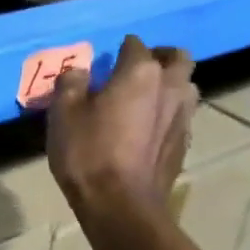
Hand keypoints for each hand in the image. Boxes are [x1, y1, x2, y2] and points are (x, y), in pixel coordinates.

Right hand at [46, 35, 195, 220]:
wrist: (120, 205)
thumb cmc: (88, 154)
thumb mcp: (63, 114)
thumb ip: (71, 83)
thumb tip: (79, 72)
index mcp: (140, 72)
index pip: (135, 44)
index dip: (119, 50)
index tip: (105, 63)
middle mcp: (170, 87)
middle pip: (177, 58)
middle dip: (160, 57)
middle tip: (136, 71)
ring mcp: (183, 116)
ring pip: (186, 86)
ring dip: (170, 85)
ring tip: (146, 99)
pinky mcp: (184, 143)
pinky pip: (181, 115)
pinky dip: (169, 113)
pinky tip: (149, 129)